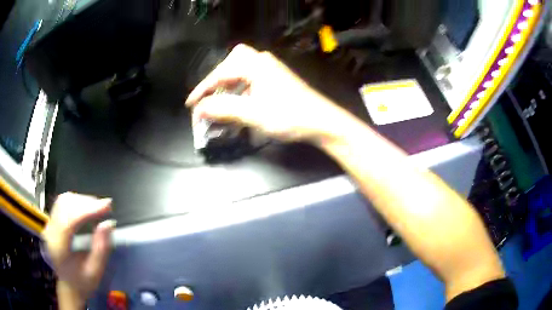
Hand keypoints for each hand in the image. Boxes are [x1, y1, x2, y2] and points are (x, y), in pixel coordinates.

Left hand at [43, 193, 114, 306]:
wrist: (68, 285)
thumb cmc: (83, 282)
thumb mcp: (95, 272)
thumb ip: (101, 249)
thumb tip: (108, 223)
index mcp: (59, 248)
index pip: (70, 220)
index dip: (88, 210)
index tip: (107, 206)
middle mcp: (50, 232)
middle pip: (65, 206)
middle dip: (86, 203)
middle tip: (105, 207)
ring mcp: (49, 225)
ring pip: (63, 201)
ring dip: (82, 200)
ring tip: (97, 208)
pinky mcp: (51, 221)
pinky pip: (62, 203)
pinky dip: (76, 201)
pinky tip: (86, 208)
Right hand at [186, 44, 353, 143]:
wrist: (322, 122)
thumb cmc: (289, 116)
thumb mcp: (253, 114)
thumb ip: (224, 109)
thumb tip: (199, 109)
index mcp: (256, 64)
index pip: (221, 73)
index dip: (203, 89)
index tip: (190, 104)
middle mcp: (263, 61)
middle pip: (231, 63)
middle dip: (217, 80)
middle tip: (209, 97)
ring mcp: (271, 69)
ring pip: (241, 70)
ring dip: (228, 85)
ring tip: (220, 102)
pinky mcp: (276, 79)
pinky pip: (251, 78)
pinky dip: (240, 88)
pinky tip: (239, 102)